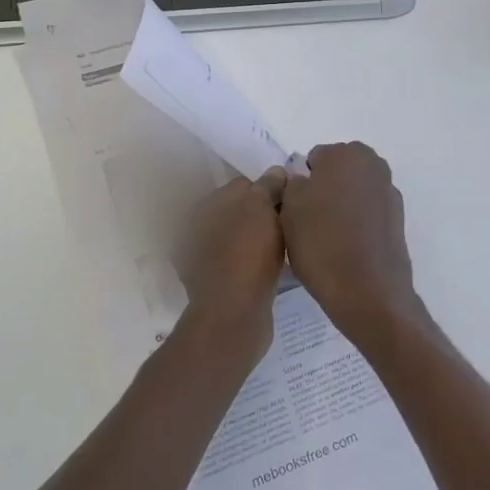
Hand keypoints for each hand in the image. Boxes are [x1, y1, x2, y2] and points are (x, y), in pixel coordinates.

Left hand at [175, 168, 287, 358]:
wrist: (234, 316)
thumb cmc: (247, 253)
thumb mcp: (261, 208)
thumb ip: (268, 185)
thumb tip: (276, 172)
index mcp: (205, 206)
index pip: (244, 185)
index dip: (269, 189)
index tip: (291, 201)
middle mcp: (198, 229)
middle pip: (241, 211)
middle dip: (264, 214)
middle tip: (291, 223)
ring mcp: (204, 260)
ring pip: (242, 237)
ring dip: (260, 239)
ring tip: (286, 245)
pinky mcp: (217, 285)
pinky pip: (243, 263)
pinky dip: (256, 262)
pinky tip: (274, 267)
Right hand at [279, 142, 420, 353]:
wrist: (369, 292)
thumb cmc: (322, 244)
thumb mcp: (289, 209)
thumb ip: (292, 183)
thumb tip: (303, 180)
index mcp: (344, 153)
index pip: (312, 160)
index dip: (301, 185)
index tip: (296, 210)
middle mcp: (371, 163)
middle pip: (336, 171)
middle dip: (324, 190)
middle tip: (310, 223)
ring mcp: (388, 190)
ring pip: (353, 191)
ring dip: (342, 205)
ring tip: (329, 238)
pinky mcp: (398, 216)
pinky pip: (369, 211)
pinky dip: (359, 222)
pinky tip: (350, 247)